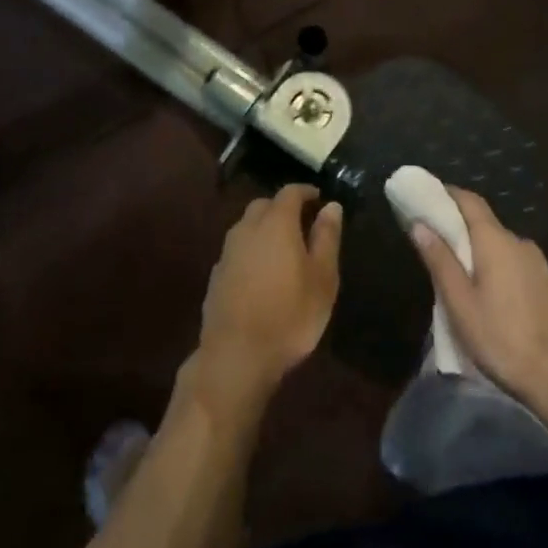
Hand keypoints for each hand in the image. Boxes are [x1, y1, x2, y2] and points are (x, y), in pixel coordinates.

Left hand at [193, 186, 342, 406]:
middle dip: (283, 208)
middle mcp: (247, 228)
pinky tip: (261, 274)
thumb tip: (331, 206)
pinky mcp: (216, 275)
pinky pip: (237, 250)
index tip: (319, 199)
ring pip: (247, 227)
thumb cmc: (289, 315)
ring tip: (283, 250)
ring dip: (264, 229)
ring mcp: (228, 252)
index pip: (290, 192)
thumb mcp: (323, 278)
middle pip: (264, 205)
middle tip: (302, 224)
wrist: (236, 356)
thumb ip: (327, 238)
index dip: (306, 192)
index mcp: (276, 222)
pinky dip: (251, 251)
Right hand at [411, 187, 547, 420]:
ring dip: (483, 255)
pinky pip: (519, 267)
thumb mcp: (460, 303)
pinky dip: (502, 271)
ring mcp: (541, 265)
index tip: (428, 198)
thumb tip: (419, 225)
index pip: (470, 201)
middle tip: (439, 247)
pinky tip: (496, 300)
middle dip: (462, 230)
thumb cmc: (502, 338)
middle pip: (486, 225)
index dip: (448, 195)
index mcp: (496, 240)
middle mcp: (520, 243)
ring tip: (465, 280)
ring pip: (503, 249)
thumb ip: (440, 261)